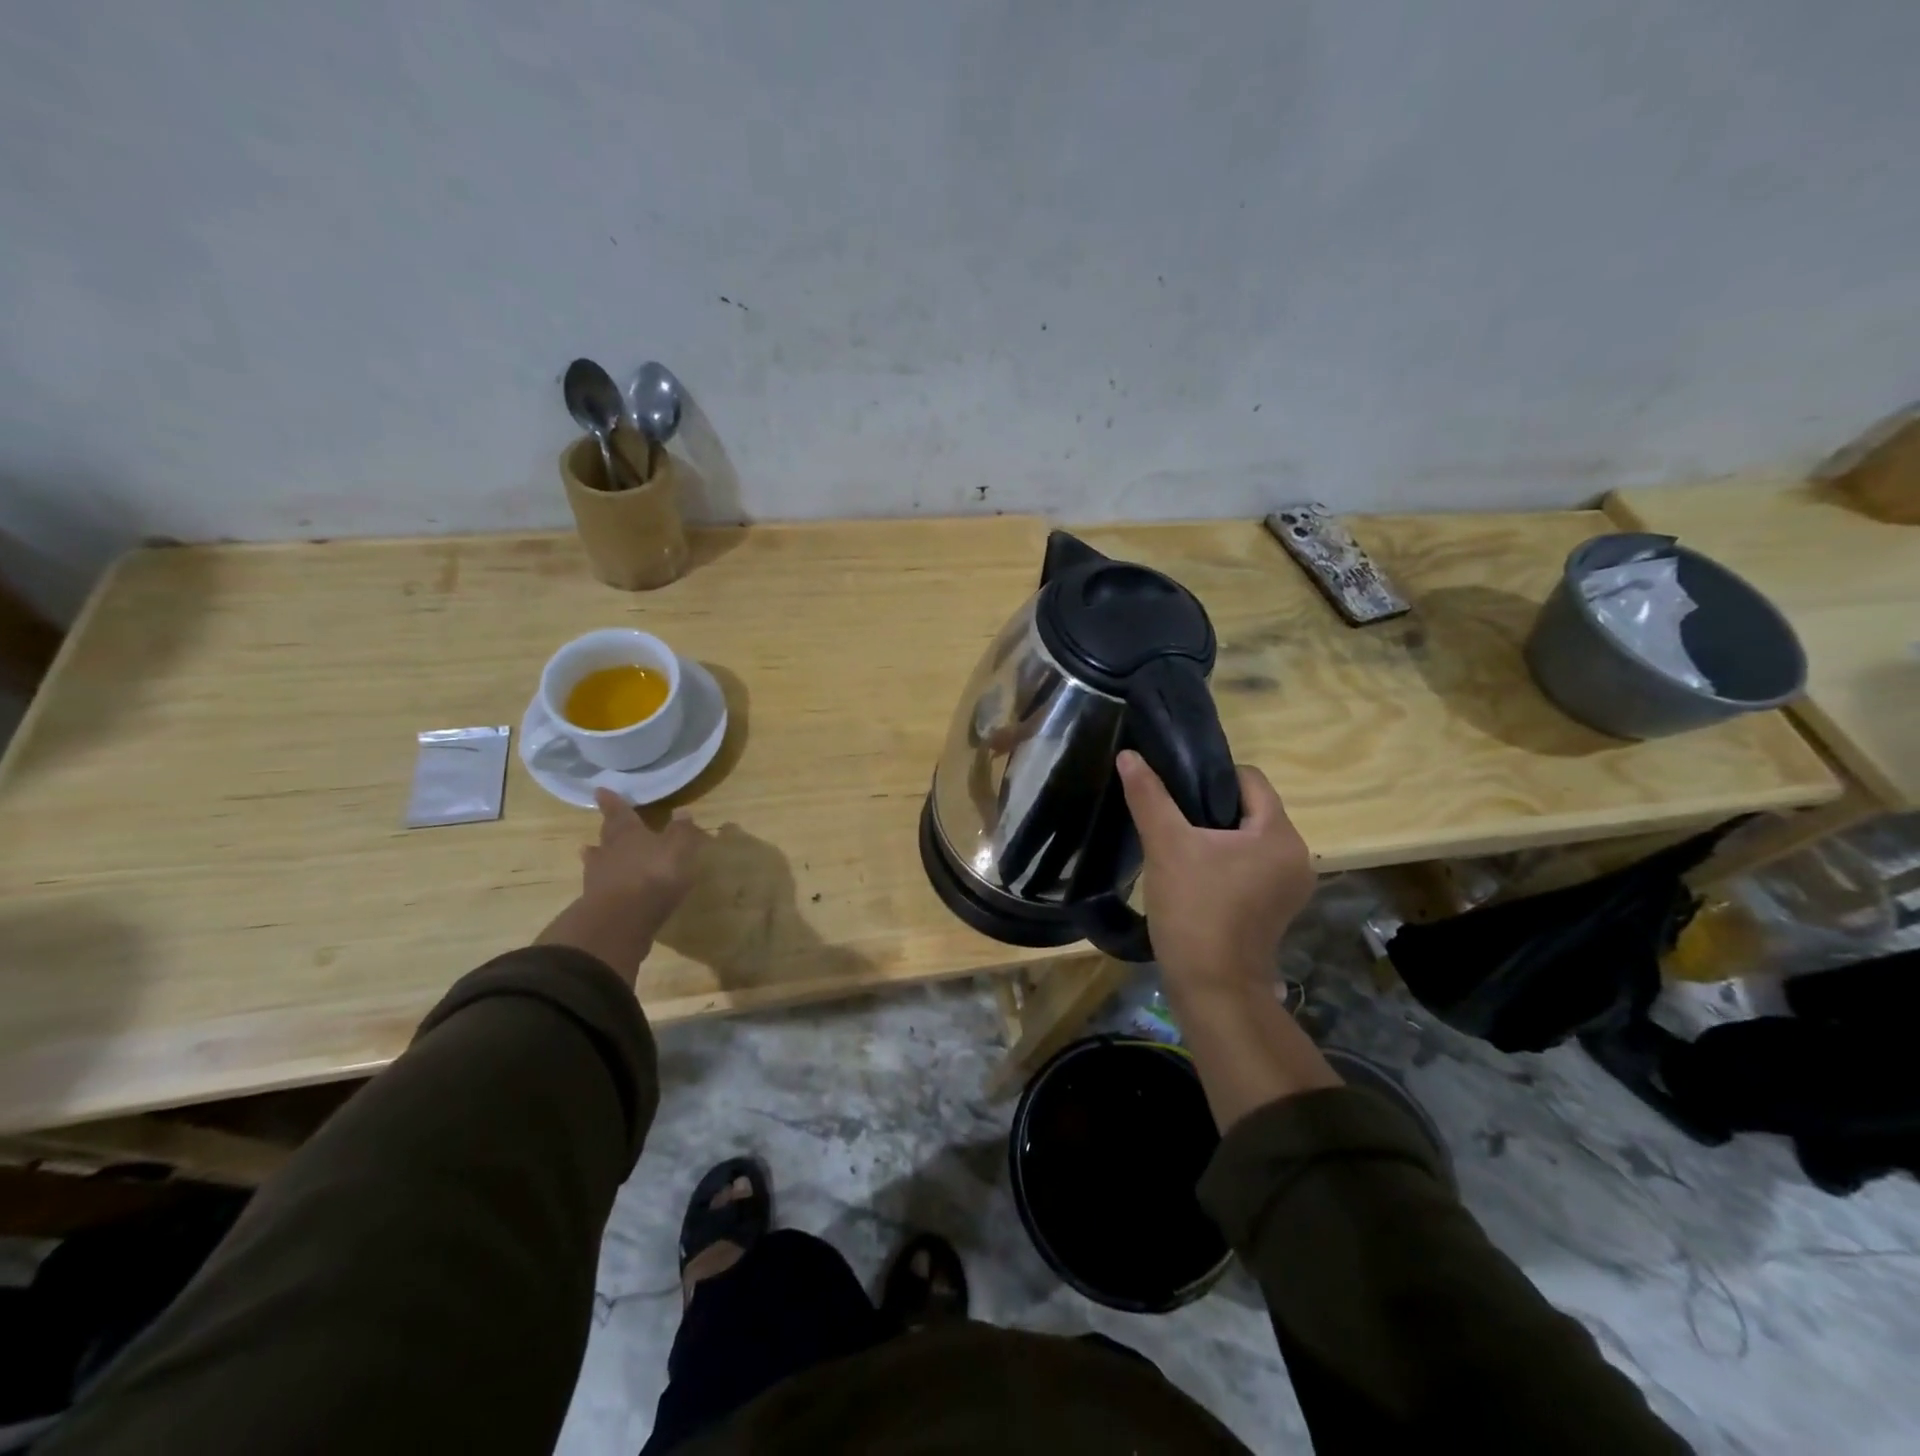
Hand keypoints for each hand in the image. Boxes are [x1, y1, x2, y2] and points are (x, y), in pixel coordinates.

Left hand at [536, 789, 708, 982]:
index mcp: (628, 834)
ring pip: (597, 861)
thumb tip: (682, 810)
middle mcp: (609, 852)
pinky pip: (600, 886)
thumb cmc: (654, 875)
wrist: (621, 921)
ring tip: (589, 851)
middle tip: (603, 823)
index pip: (619, 812)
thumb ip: (680, 831)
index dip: (612, 801)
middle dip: (607, 829)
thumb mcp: (678, 849)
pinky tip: (608, 886)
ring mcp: (599, 879)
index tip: (600, 790)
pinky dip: (604, 882)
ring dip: (596, 856)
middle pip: (606, 836)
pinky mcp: (597, 904)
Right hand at [1116, 750, 1315, 999]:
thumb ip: (1149, 796)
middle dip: (1211, 808)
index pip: (1250, 779)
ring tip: (1179, 845)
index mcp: (1280, 835)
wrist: (1212, 988)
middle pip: (1251, 809)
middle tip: (1171, 817)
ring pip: (1250, 840)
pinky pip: (1252, 867)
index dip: (1211, 776)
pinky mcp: (1277, 910)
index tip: (1175, 790)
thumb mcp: (1166, 845)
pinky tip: (1195, 875)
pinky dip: (1226, 863)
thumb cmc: (1194, 910)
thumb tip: (1129, 755)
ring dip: (1217, 837)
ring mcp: (1290, 887)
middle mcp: (1296, 856)